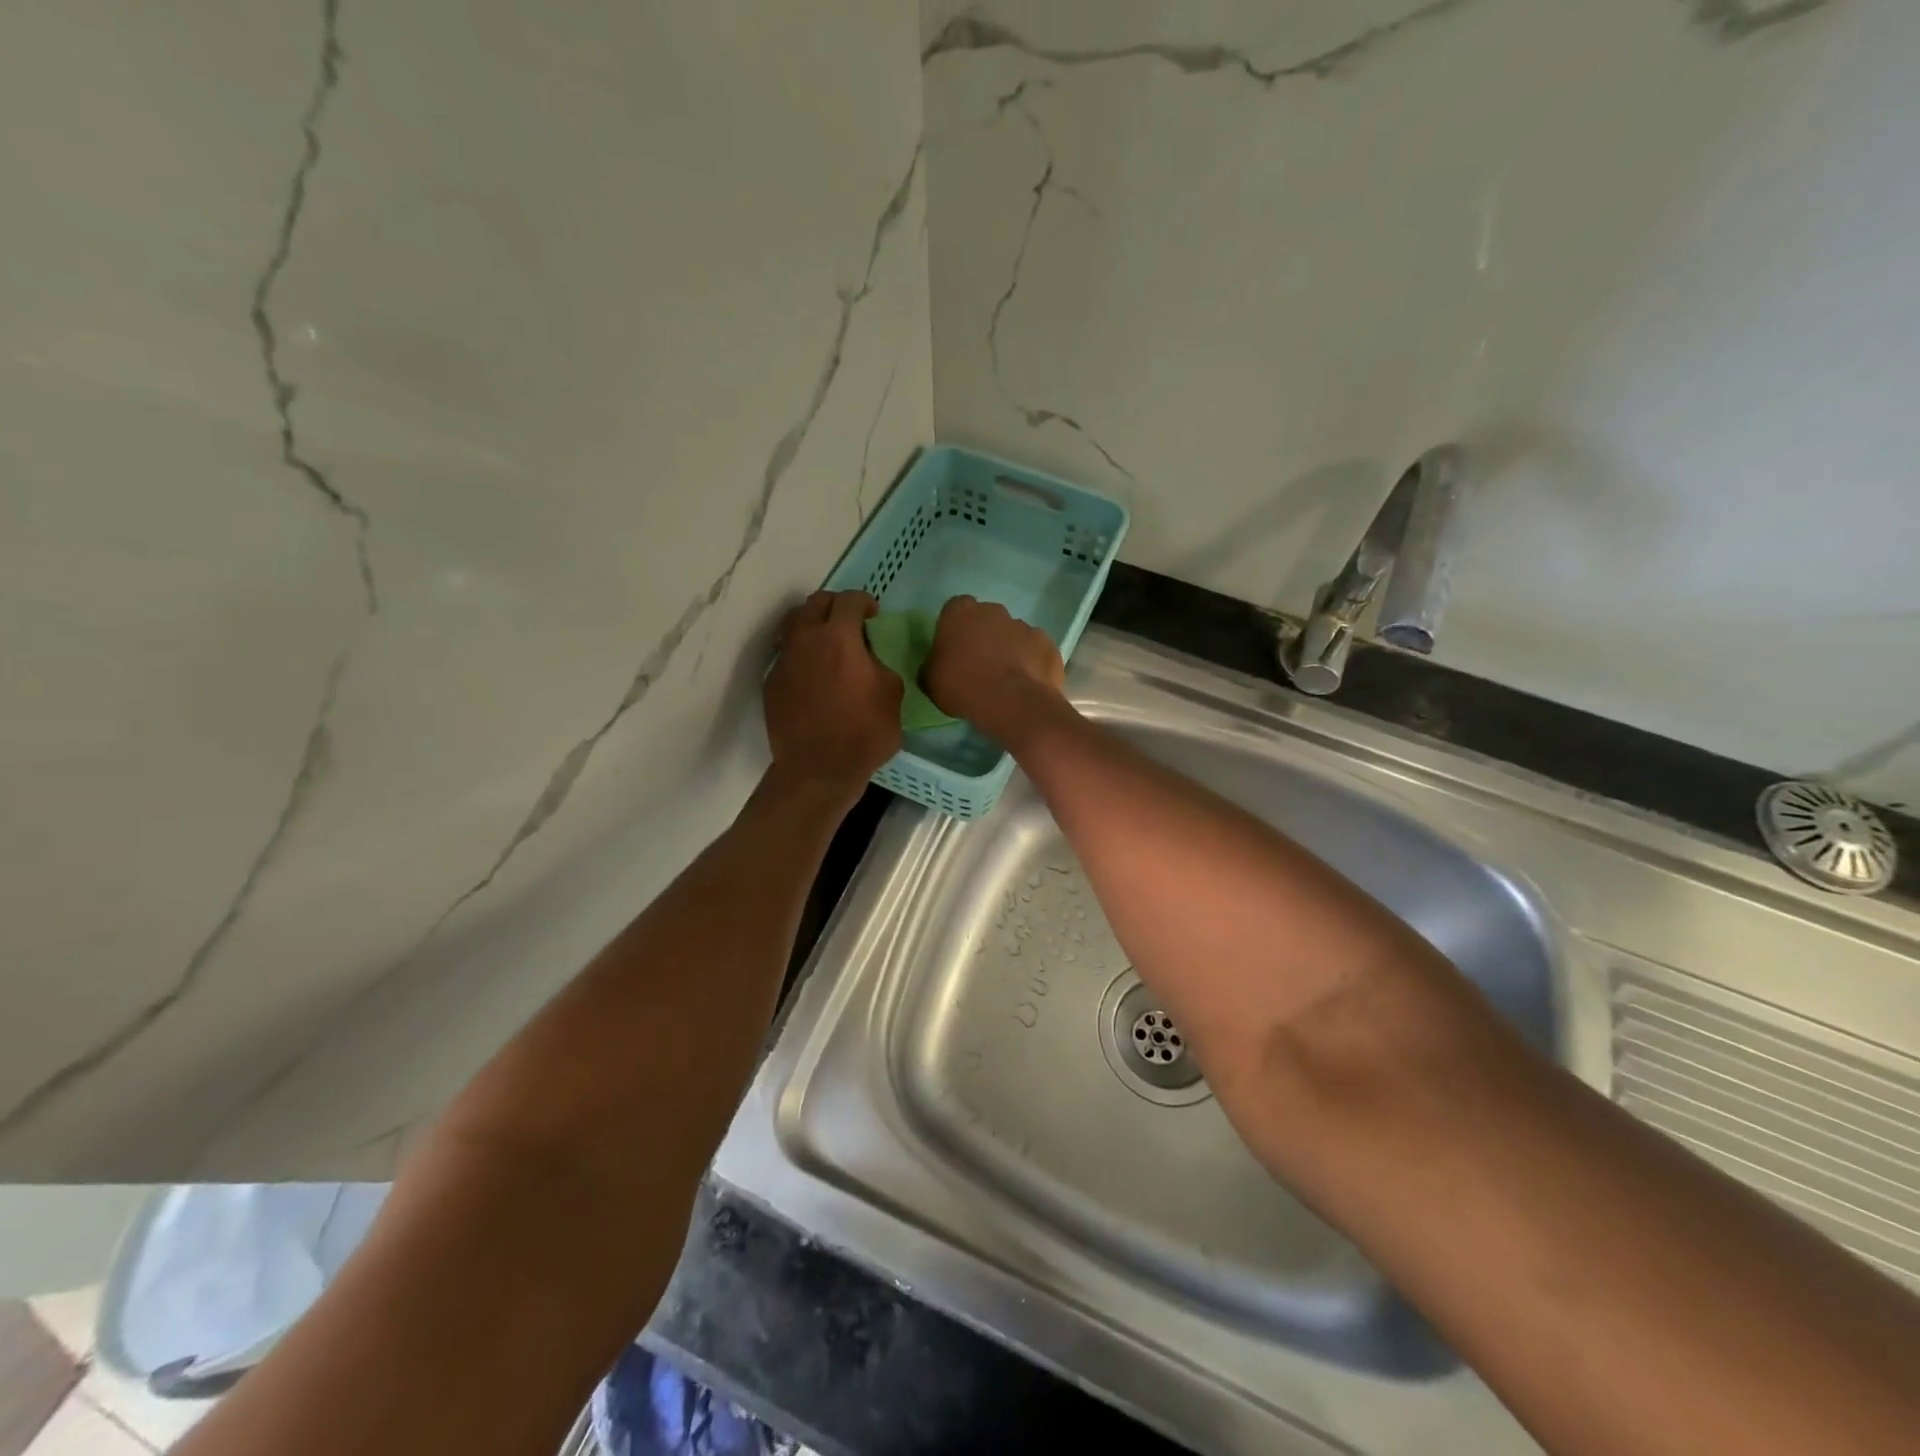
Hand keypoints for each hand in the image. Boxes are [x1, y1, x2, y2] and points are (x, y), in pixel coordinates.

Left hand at [765, 590, 901, 797]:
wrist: (818, 770)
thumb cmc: (863, 733)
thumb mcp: (892, 695)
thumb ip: (880, 664)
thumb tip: (868, 659)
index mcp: (839, 637)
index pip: (849, 600)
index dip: (864, 602)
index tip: (873, 615)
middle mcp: (806, 640)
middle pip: (816, 603)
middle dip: (836, 605)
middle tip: (850, 622)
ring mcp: (784, 660)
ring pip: (793, 623)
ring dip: (812, 623)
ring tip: (826, 641)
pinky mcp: (772, 682)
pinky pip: (786, 653)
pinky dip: (801, 652)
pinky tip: (813, 672)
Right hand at [922, 595, 1065, 744]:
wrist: (1011, 702)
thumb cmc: (962, 686)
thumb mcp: (930, 681)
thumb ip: (933, 664)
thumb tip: (938, 665)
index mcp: (960, 613)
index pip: (954, 609)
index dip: (954, 629)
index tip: (954, 649)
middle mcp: (993, 611)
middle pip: (986, 619)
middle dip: (983, 636)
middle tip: (979, 665)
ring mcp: (1024, 625)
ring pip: (1013, 634)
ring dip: (1009, 650)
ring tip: (1005, 679)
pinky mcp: (1047, 644)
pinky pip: (1035, 651)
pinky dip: (1031, 663)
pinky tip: (1026, 684)